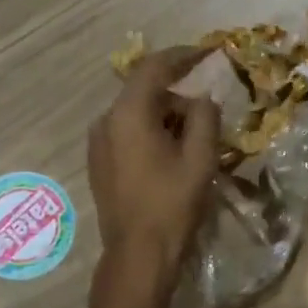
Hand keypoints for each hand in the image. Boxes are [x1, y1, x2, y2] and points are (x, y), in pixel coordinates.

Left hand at [90, 47, 221, 275]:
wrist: (138, 254)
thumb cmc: (172, 204)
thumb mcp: (200, 158)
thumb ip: (205, 118)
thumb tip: (203, 98)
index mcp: (128, 114)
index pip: (155, 67)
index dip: (184, 55)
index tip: (210, 52)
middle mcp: (106, 121)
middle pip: (146, 92)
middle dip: (179, 97)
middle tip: (209, 117)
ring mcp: (98, 144)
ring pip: (137, 115)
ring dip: (166, 118)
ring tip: (194, 142)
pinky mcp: (99, 164)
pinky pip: (128, 134)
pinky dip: (151, 134)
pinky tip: (171, 157)